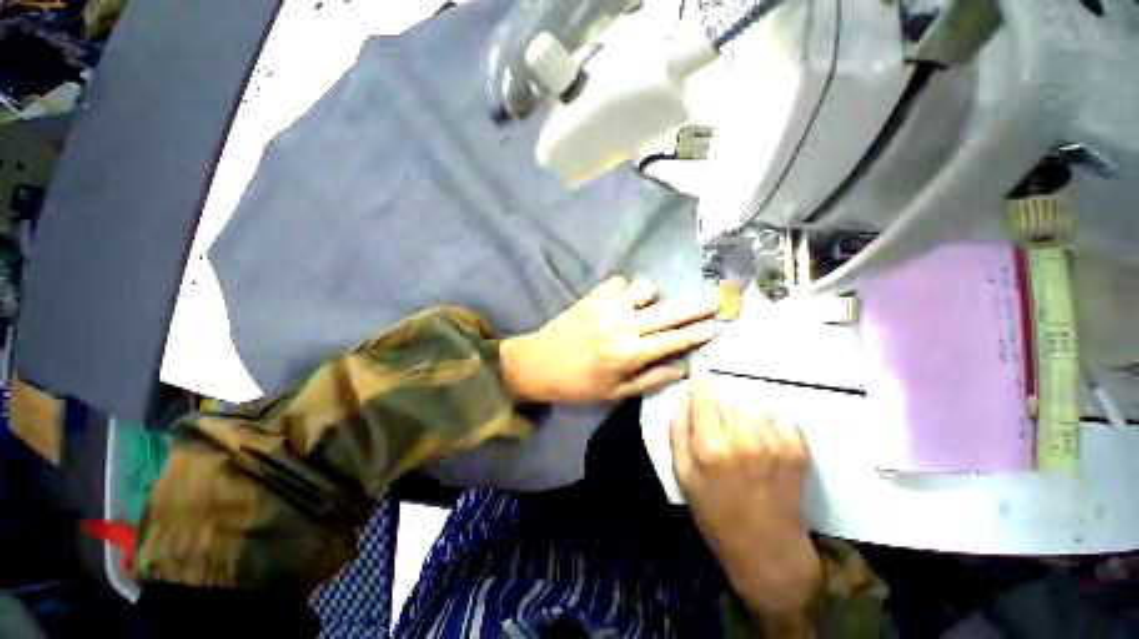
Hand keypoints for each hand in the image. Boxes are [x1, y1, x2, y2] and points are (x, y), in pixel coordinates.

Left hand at [500, 275, 718, 402]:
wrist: (538, 363)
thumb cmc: (577, 384)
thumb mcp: (614, 393)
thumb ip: (649, 380)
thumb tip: (680, 368)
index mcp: (629, 354)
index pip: (673, 340)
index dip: (698, 332)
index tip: (718, 325)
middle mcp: (623, 326)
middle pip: (668, 311)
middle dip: (695, 306)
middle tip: (713, 301)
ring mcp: (607, 307)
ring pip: (644, 288)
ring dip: (650, 298)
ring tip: (643, 308)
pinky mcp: (592, 296)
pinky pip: (618, 282)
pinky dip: (624, 290)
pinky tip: (618, 302)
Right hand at [671, 357, 820, 615]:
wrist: (766, 547)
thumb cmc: (715, 511)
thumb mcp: (682, 473)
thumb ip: (678, 431)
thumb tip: (686, 399)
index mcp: (711, 446)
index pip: (703, 397)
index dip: (700, 376)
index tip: (700, 360)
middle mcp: (744, 439)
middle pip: (726, 402)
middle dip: (718, 410)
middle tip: (718, 434)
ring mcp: (775, 442)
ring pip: (750, 408)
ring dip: (742, 417)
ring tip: (741, 443)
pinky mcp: (798, 448)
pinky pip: (775, 416)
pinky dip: (765, 421)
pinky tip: (762, 442)